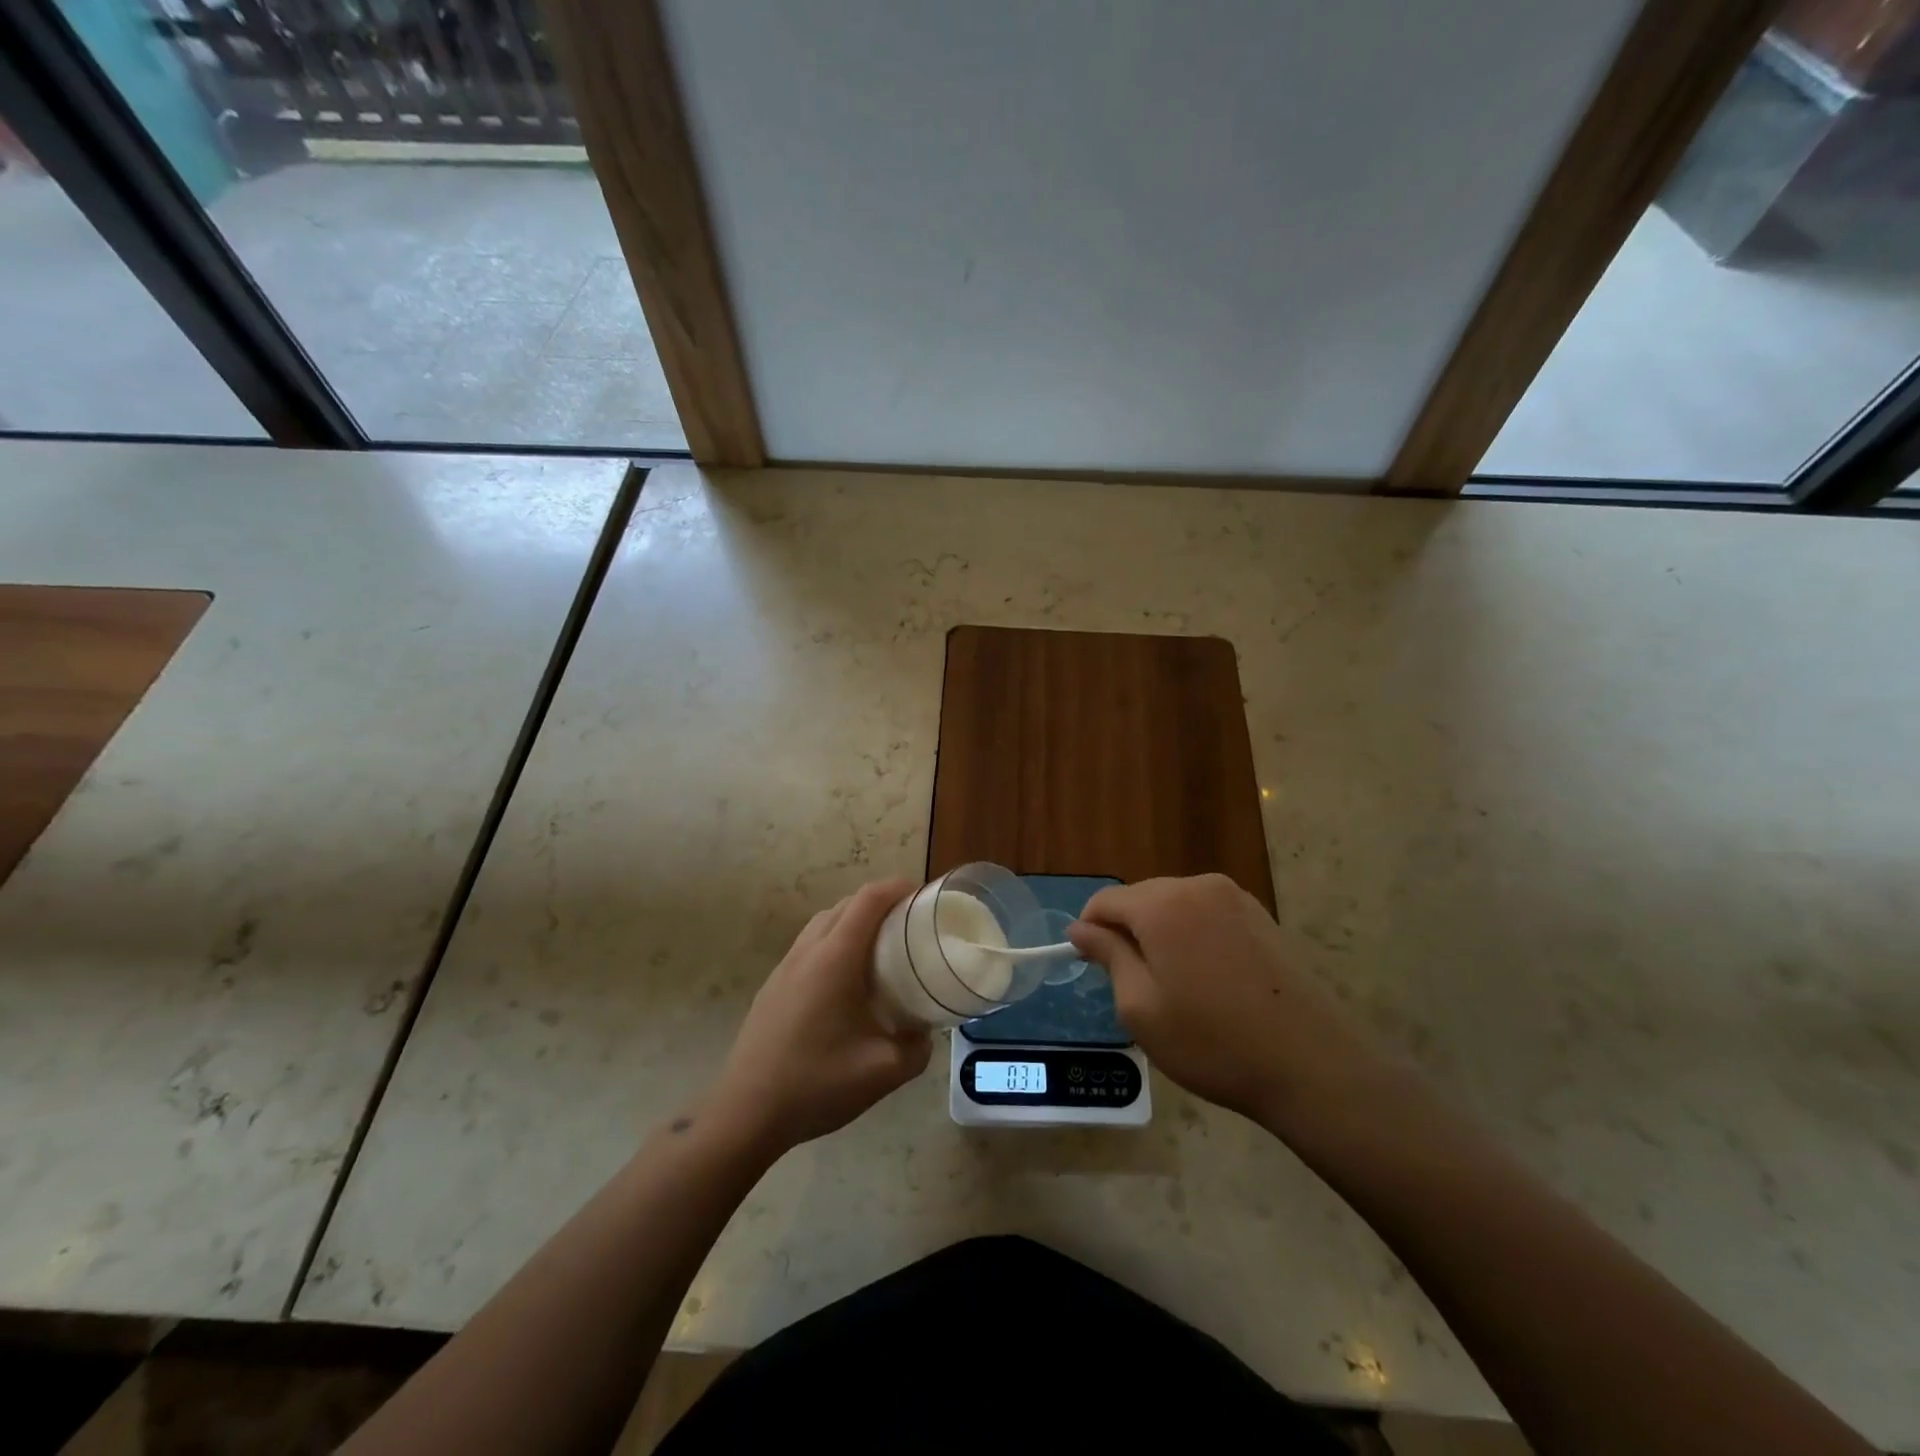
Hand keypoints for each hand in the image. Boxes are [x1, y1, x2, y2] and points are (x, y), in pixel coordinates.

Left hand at [707, 880, 930, 1155]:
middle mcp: (808, 951)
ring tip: (880, 948)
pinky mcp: (772, 986)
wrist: (746, 1112)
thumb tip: (925, 1034)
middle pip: (846, 905)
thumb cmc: (818, 1083)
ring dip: (853, 921)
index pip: (869, 900)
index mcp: (836, 958)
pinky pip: (808, 946)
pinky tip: (845, 981)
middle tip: (909, 924)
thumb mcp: (884, 1072)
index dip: (897, 888)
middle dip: (879, 902)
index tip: (923, 896)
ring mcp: (785, 967)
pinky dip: (833, 942)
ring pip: (823, 923)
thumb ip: (917, 1049)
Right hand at [1068, 874, 1393, 1130]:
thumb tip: (1080, 928)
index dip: (1090, 931)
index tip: (1093, 968)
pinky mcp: (1260, 915)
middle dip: (1128, 932)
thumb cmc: (1213, 1042)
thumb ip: (1108, 956)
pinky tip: (1209, 979)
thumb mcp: (1141, 1007)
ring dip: (1161, 934)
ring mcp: (1234, 897)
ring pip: (1173, 904)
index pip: (1105, 900)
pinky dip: (1193, 936)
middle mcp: (1197, 885)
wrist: (1312, 1064)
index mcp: (1162, 904)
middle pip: (1140, 898)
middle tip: (1136, 986)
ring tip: (1176, 987)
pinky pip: (1206, 913)